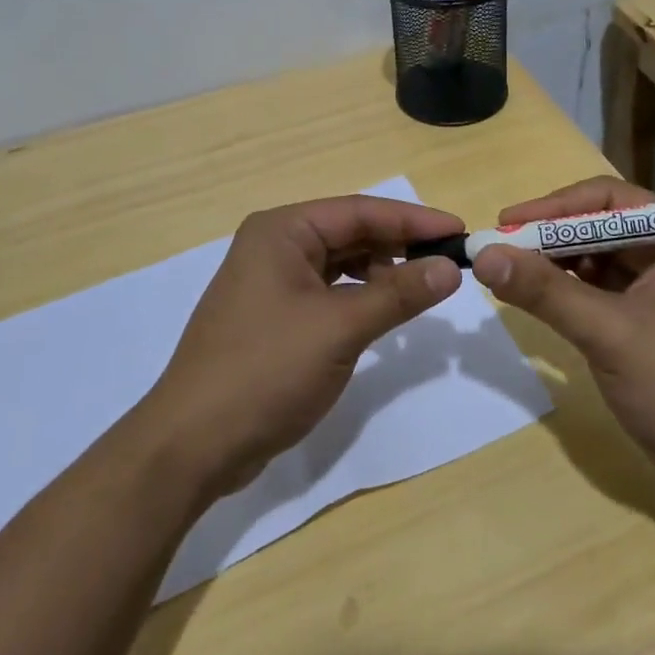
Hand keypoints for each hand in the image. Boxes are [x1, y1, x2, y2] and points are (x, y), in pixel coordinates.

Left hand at [134, 196, 462, 498]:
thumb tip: (451, 268)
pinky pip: (327, 292)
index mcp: (282, 231)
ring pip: (340, 264)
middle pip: (349, 233)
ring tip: (424, 288)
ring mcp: (270, 282)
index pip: (360, 211)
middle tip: (450, 261)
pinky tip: (385, 311)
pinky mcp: (273, 316)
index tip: (460, 231)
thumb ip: (398, 294)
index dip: (414, 220)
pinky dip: (359, 297)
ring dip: (382, 272)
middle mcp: (273, 246)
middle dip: (399, 245)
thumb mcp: (340, 328)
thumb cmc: (267, 370)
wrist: (194, 443)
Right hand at [469, 176, 654, 497]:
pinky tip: (536, 297)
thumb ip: (546, 292)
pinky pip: (598, 290)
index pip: (611, 200)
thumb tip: (483, 256)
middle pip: (600, 226)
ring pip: (596, 258)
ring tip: (510, 271)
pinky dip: (566, 290)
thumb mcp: (609, 334)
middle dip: (551, 235)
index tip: (509, 222)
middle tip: (500, 248)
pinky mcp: (646, 321)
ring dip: (555, 263)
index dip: (557, 206)